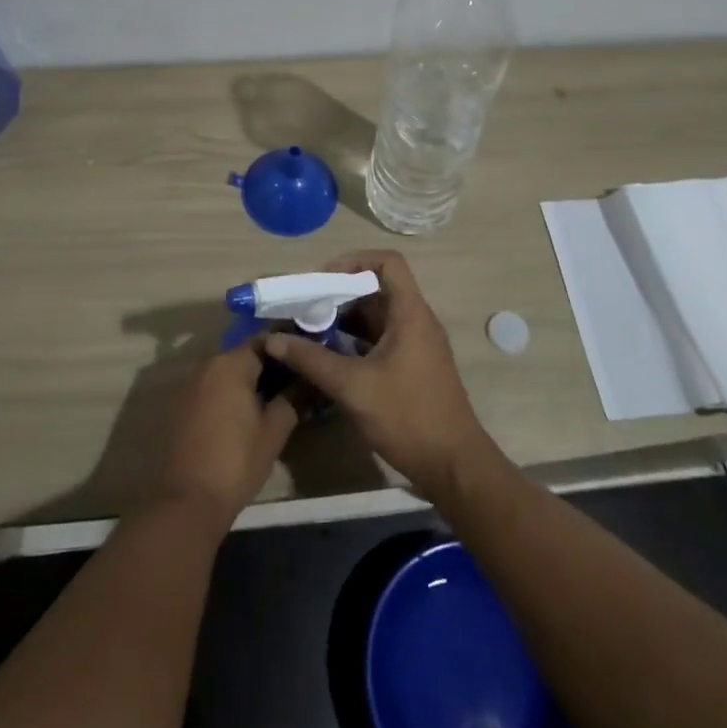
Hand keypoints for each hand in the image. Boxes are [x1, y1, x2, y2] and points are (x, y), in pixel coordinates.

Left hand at [155, 339, 299, 533]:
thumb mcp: (273, 431)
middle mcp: (207, 365)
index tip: (305, 362)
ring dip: (248, 381)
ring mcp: (190, 385)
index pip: (264, 342)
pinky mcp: (181, 405)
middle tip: (294, 383)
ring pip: (227, 372)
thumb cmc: (236, 462)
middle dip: (269, 366)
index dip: (287, 350)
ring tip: (273, 399)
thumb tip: (309, 380)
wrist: (187, 501)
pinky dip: (229, 393)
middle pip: (244, 355)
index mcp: (231, 364)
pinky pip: (212, 388)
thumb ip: (292, 399)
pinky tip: (245, 414)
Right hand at [265, 250, 491, 497]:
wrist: (453, 466)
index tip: (323, 279)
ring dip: (345, 318)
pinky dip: (355, 340)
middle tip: (306, 307)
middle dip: (340, 293)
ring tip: (310, 330)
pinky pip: (380, 338)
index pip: (388, 262)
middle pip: (377, 288)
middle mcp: (416, 320)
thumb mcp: (353, 387)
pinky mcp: (412, 366)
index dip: (354, 261)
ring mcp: (416, 344)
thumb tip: (272, 340)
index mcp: (410, 313)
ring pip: (377, 315)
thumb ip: (312, 360)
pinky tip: (329, 357)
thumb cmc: (407, 417)